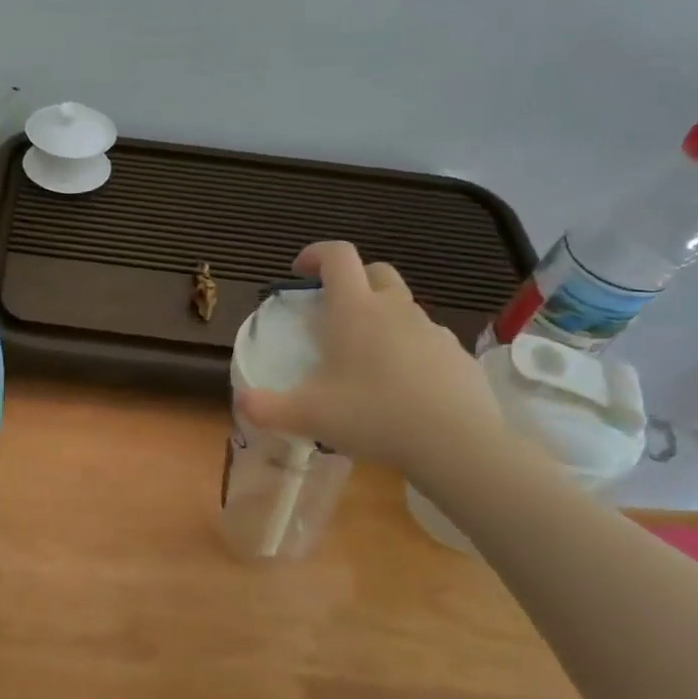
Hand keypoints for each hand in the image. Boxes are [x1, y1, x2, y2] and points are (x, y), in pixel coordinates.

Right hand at [235, 241, 506, 472]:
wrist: (457, 444)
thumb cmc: (373, 416)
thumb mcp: (307, 416)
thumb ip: (265, 408)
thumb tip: (240, 402)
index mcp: (355, 310)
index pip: (338, 256)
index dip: (316, 254)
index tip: (299, 271)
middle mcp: (394, 310)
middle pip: (376, 271)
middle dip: (353, 279)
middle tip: (333, 310)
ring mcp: (431, 331)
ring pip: (403, 307)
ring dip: (381, 317)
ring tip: (364, 358)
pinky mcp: (456, 356)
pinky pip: (425, 340)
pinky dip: (408, 349)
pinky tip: (400, 386)